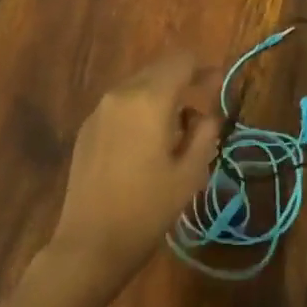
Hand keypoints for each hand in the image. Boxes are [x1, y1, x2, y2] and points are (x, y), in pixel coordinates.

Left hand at [46, 52, 220, 286]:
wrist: (90, 244)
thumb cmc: (147, 209)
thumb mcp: (190, 173)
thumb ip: (205, 133)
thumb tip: (208, 114)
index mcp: (150, 99)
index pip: (182, 61)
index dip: (204, 68)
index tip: (218, 84)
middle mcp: (122, 94)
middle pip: (159, 69)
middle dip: (183, 80)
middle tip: (203, 105)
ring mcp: (100, 110)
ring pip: (139, 85)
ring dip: (161, 95)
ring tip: (176, 128)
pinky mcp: (87, 128)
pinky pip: (121, 104)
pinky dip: (140, 109)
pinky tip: (146, 141)